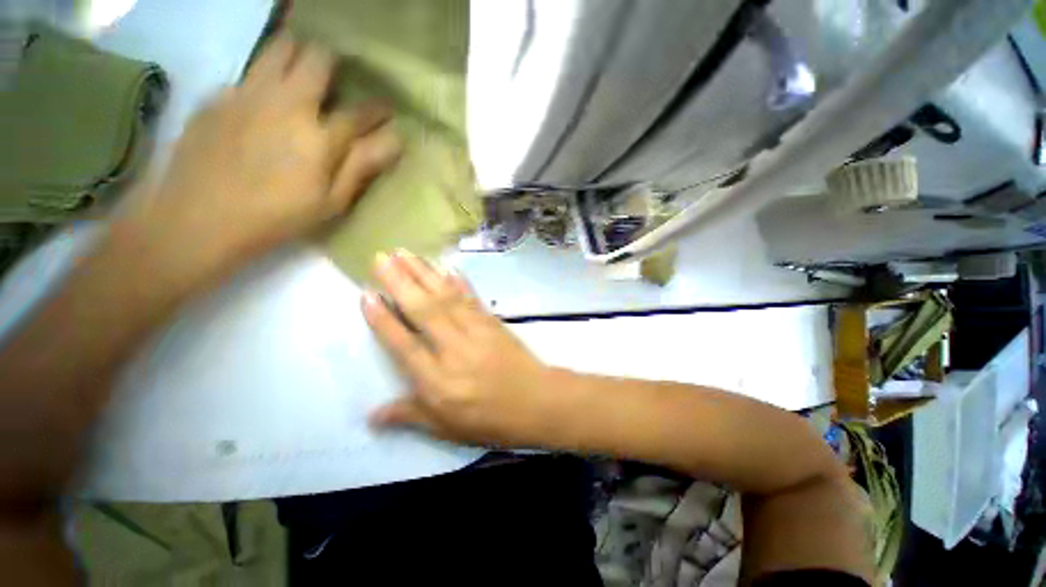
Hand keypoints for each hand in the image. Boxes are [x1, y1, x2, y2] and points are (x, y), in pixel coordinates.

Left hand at [129, 34, 402, 266]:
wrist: (197, 217)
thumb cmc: (277, 217)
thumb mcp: (331, 201)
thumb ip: (363, 165)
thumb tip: (395, 139)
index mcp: (320, 136)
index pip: (362, 110)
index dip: (380, 108)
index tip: (385, 109)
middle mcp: (287, 102)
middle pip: (318, 57)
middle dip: (335, 64)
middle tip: (336, 82)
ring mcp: (249, 93)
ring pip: (280, 47)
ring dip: (298, 55)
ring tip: (301, 77)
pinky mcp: (219, 95)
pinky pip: (249, 72)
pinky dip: (264, 80)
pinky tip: (262, 107)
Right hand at [363, 250, 560, 447]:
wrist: (535, 401)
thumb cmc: (489, 419)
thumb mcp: (446, 428)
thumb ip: (409, 416)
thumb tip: (371, 416)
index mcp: (437, 380)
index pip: (404, 344)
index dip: (383, 320)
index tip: (366, 294)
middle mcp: (453, 349)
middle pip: (424, 311)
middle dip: (400, 282)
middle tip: (381, 257)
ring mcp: (476, 331)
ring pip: (446, 298)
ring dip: (425, 273)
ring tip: (405, 253)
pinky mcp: (492, 322)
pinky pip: (472, 298)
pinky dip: (458, 281)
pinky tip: (447, 266)